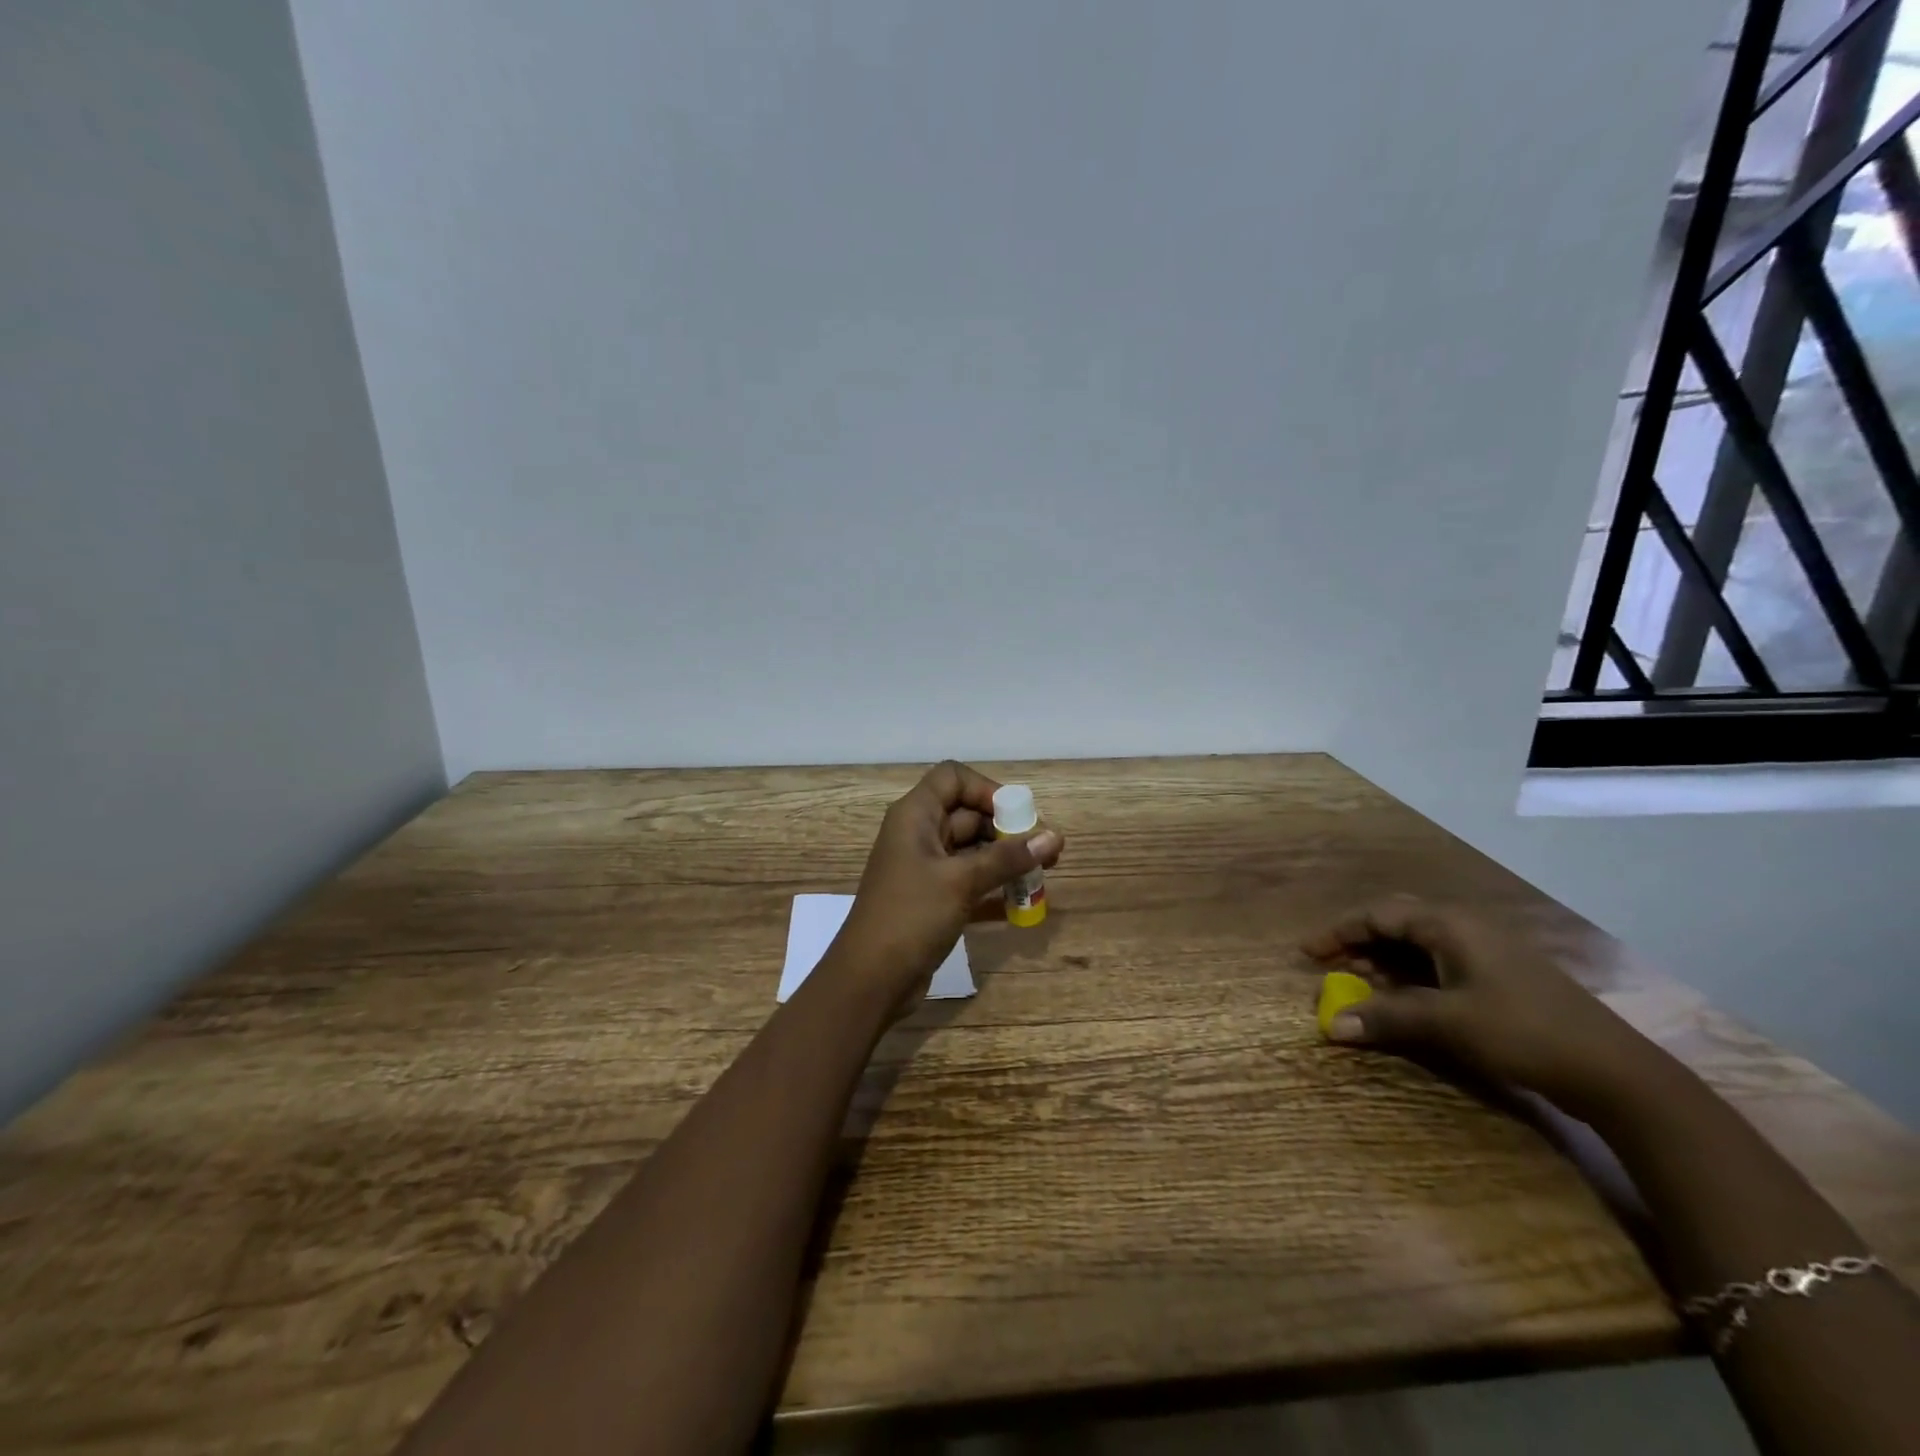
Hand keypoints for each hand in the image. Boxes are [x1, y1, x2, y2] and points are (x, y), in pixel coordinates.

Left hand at [827, 762, 1063, 1012]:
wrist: (870, 980)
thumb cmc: (911, 916)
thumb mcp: (961, 882)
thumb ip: (1008, 858)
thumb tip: (1055, 836)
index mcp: (915, 816)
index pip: (953, 778)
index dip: (987, 790)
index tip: (1016, 817)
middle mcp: (919, 835)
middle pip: (968, 814)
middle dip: (1007, 830)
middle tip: (1045, 852)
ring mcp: (925, 869)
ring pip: (973, 851)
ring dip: (1006, 860)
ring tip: (1043, 877)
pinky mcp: (933, 899)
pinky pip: (970, 881)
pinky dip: (994, 887)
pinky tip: (1024, 904)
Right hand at [1301, 898, 1651, 1113]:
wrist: (1615, 1072)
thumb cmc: (1522, 1032)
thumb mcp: (1446, 1023)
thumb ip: (1386, 1017)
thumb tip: (1330, 1024)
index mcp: (1449, 924)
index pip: (1378, 914)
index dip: (1338, 930)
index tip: (1307, 952)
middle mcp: (1465, 927)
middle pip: (1396, 922)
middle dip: (1359, 941)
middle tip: (1330, 964)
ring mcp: (1486, 951)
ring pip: (1418, 944)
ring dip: (1384, 961)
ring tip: (1358, 982)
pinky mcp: (1499, 976)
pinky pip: (1438, 963)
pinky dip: (1409, 975)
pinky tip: (1402, 998)